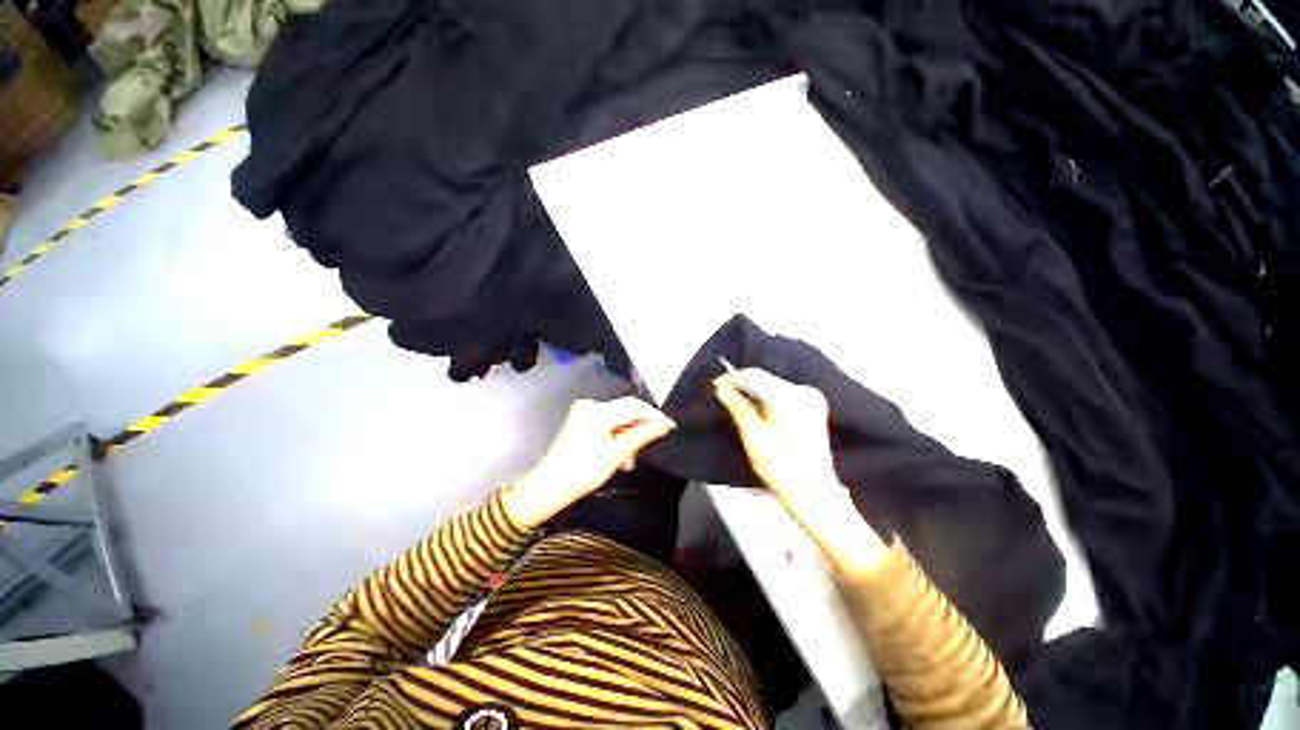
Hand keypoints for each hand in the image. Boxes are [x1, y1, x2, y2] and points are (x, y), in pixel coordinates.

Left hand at [505, 397, 675, 527]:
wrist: (549, 486)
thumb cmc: (583, 471)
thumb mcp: (616, 454)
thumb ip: (642, 435)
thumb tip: (664, 424)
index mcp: (599, 410)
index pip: (635, 405)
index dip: (654, 415)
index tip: (671, 426)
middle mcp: (591, 405)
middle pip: (626, 410)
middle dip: (639, 428)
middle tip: (648, 448)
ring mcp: (584, 412)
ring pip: (618, 418)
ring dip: (628, 435)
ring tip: (629, 461)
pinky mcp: (580, 420)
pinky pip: (607, 422)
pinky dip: (616, 436)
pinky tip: (618, 455)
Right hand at [715, 368, 884, 573]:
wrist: (813, 489)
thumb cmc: (780, 469)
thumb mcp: (753, 439)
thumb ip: (739, 408)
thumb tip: (723, 390)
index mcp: (787, 401)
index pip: (754, 376)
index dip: (732, 377)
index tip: (716, 384)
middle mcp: (802, 392)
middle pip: (765, 377)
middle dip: (742, 382)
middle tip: (723, 391)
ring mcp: (811, 396)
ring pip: (773, 382)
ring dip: (755, 388)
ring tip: (736, 398)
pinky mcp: (814, 402)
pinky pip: (784, 389)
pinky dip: (768, 393)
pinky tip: (757, 404)